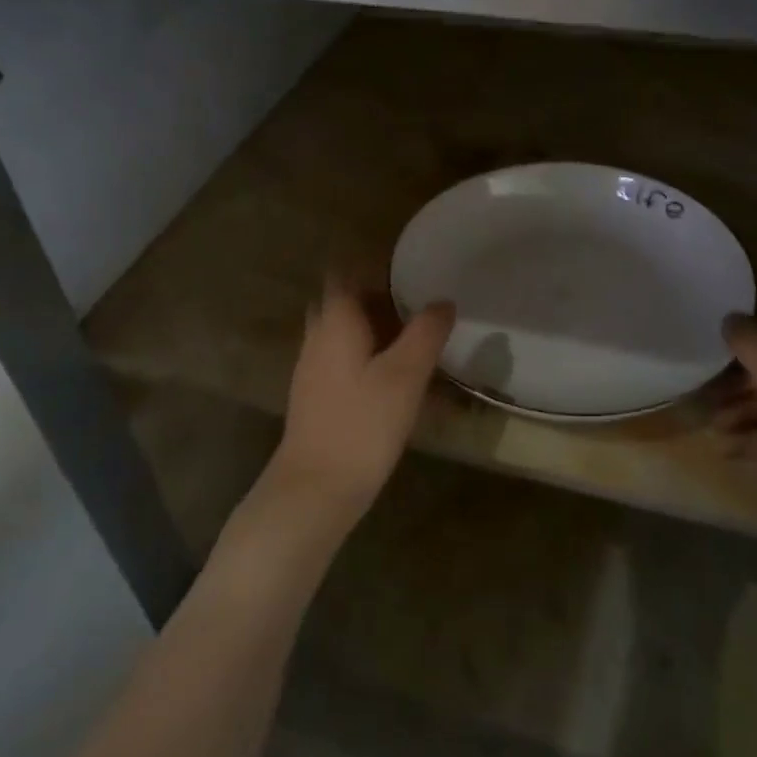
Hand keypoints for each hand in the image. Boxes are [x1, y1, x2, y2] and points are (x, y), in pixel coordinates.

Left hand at [266, 278, 455, 532]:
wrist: (315, 488)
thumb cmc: (362, 424)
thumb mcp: (405, 375)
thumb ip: (426, 333)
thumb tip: (443, 302)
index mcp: (336, 320)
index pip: (348, 273)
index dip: (376, 268)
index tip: (410, 274)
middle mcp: (318, 336)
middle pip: (348, 304)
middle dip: (381, 303)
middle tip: (416, 312)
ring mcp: (313, 367)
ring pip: (347, 334)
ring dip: (378, 334)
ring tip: (416, 348)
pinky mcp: (317, 396)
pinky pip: (345, 362)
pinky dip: (370, 361)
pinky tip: (397, 385)